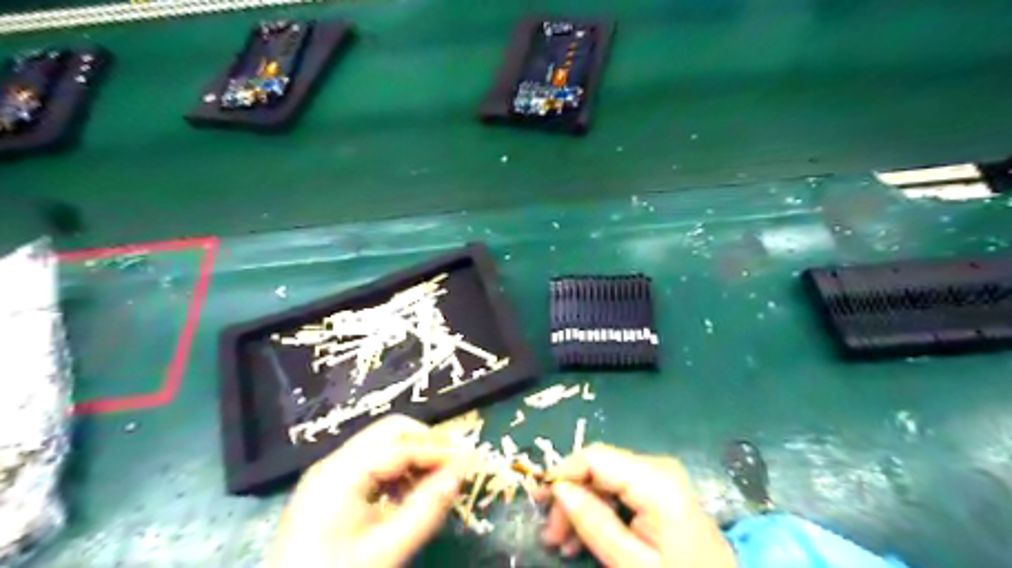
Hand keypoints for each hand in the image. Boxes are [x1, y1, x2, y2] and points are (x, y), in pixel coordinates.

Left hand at [273, 414, 469, 566]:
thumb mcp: (387, 550)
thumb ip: (428, 508)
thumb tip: (461, 472)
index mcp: (342, 473)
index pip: (402, 445)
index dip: (439, 450)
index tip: (470, 460)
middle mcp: (334, 462)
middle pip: (391, 431)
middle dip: (427, 443)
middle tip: (454, 466)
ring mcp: (329, 472)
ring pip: (383, 444)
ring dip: (414, 455)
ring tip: (436, 481)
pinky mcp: (330, 486)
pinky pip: (372, 462)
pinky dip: (397, 469)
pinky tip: (409, 492)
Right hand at [538, 444, 735, 567]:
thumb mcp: (630, 561)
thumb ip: (593, 521)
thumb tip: (557, 488)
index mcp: (654, 480)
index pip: (595, 457)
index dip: (562, 473)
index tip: (539, 502)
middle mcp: (656, 465)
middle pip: (597, 467)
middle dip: (569, 497)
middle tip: (550, 536)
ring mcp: (659, 474)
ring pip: (603, 478)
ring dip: (580, 506)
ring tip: (562, 543)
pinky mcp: (659, 485)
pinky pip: (617, 487)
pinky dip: (599, 508)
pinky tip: (586, 535)